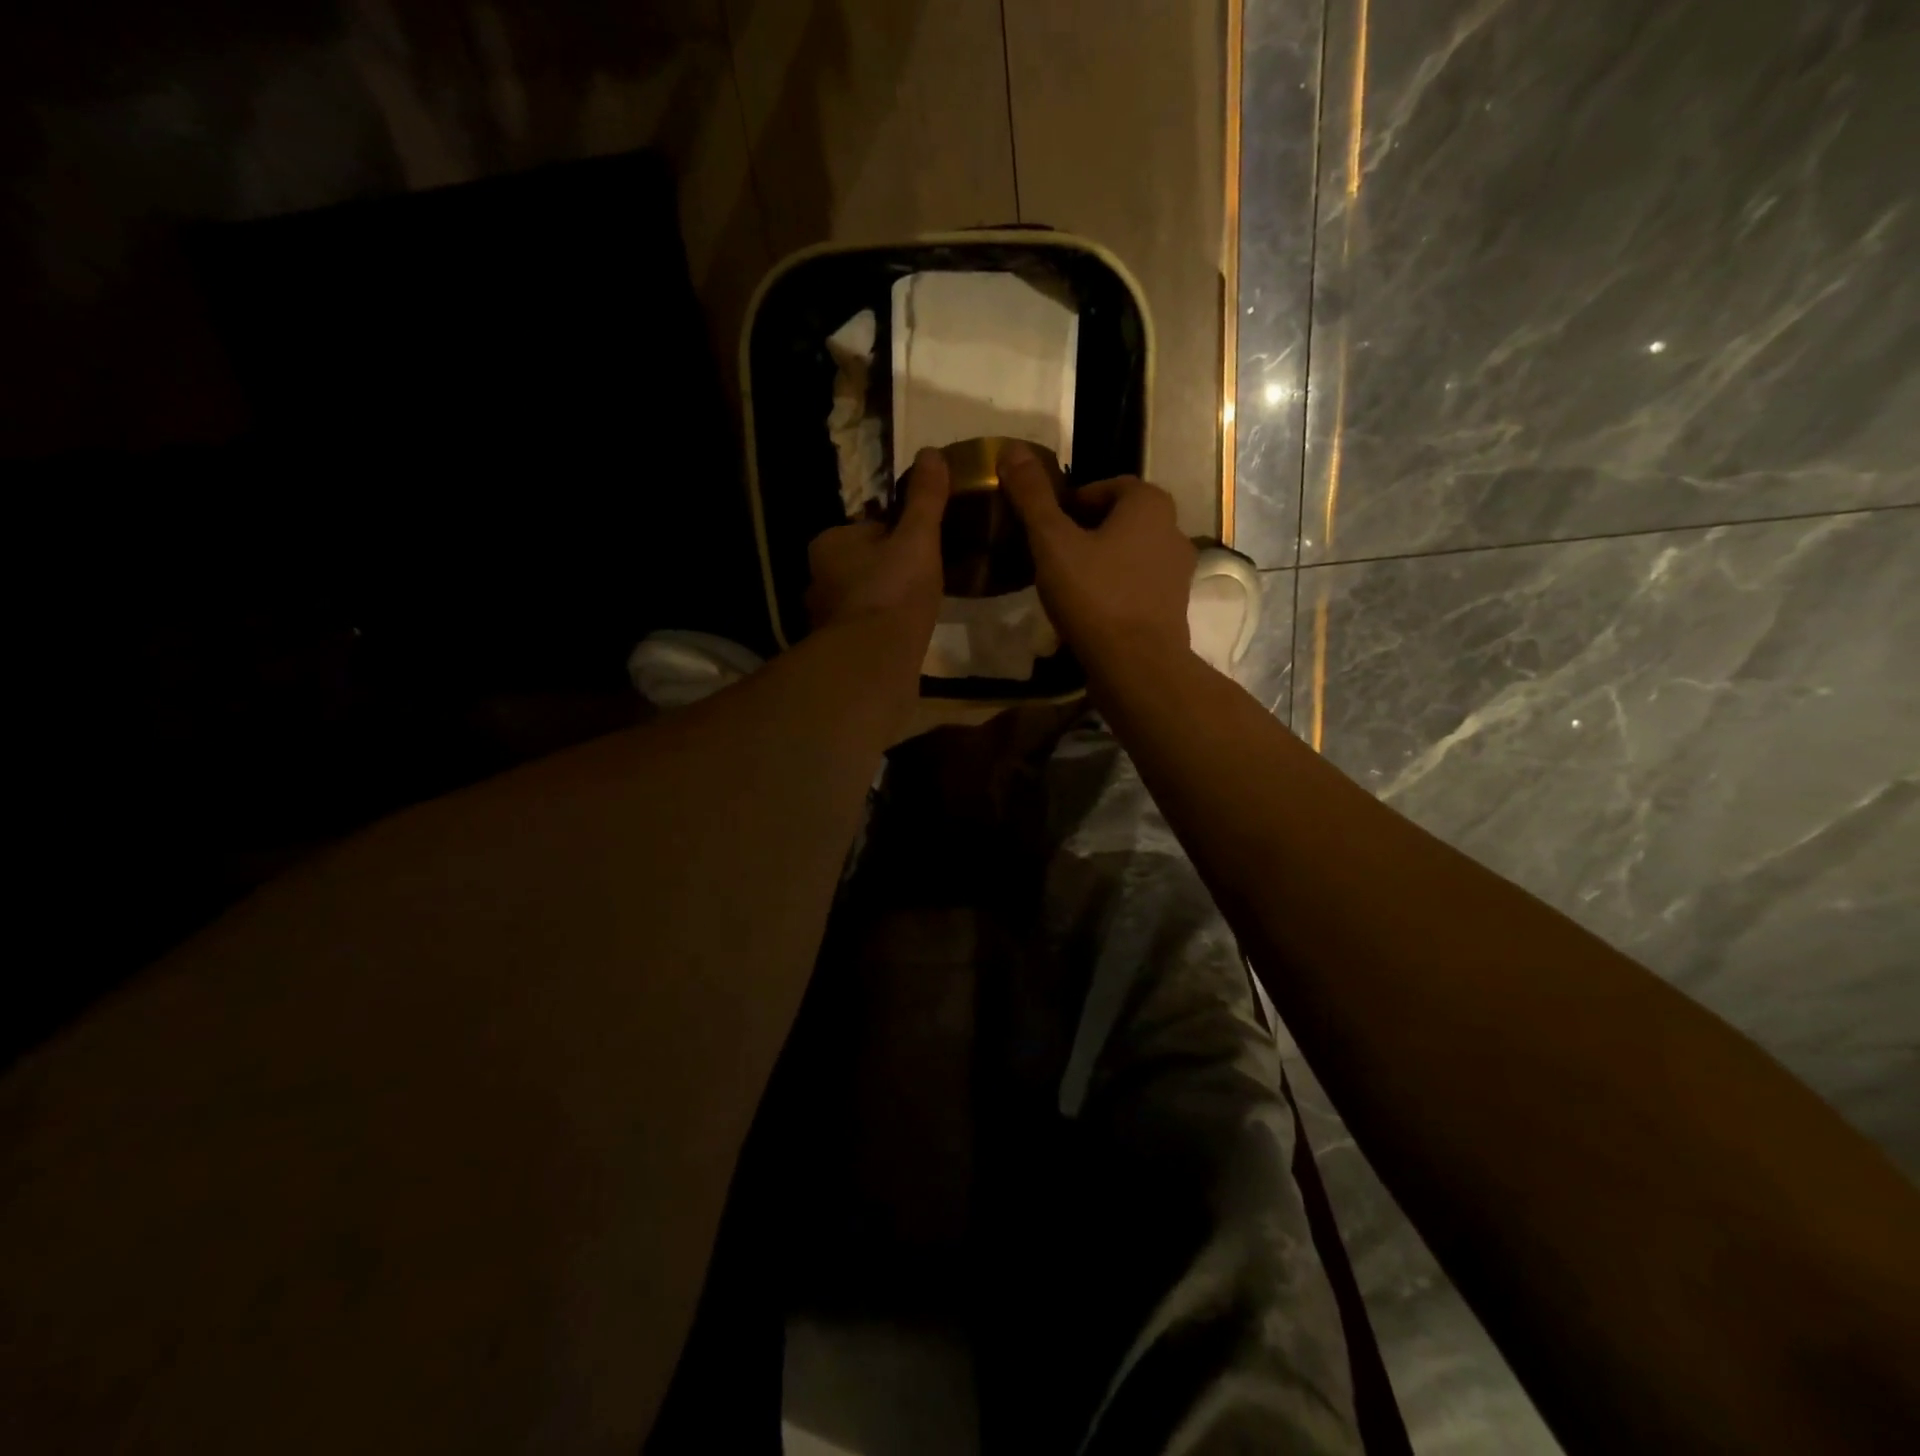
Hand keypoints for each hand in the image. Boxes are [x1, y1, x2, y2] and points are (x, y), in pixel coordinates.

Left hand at [806, 447, 950, 642]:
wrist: (874, 659)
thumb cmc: (894, 590)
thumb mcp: (918, 537)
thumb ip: (924, 499)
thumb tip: (931, 452)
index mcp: (830, 543)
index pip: (869, 529)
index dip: (899, 536)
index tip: (923, 548)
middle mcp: (817, 578)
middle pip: (863, 564)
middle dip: (888, 570)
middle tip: (923, 581)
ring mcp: (824, 617)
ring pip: (862, 598)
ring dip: (884, 601)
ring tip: (916, 610)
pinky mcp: (836, 649)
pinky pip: (863, 628)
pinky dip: (880, 629)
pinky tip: (902, 636)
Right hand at [1000, 442, 1193, 671]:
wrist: (1136, 666)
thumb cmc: (1094, 595)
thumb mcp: (1052, 542)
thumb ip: (1033, 496)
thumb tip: (1011, 450)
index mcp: (1149, 503)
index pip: (1107, 487)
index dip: (1072, 503)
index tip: (1047, 527)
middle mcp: (1173, 530)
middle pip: (1120, 520)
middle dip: (1087, 532)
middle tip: (1053, 555)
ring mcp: (1178, 571)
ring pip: (1131, 554)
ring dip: (1102, 562)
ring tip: (1068, 584)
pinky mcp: (1173, 607)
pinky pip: (1138, 585)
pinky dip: (1116, 589)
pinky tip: (1090, 611)